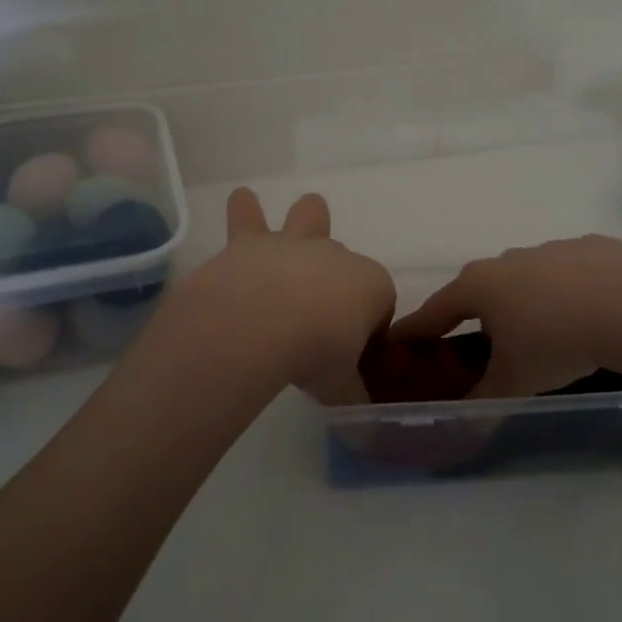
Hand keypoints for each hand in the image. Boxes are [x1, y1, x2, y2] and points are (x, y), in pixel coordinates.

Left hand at [153, 188, 393, 398]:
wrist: (261, 323)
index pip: (380, 304)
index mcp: (372, 285)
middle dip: (339, 272)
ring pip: (308, 216)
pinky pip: (248, 217)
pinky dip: (245, 212)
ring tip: (303, 220)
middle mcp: (336, 256)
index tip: (354, 355)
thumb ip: (350, 394)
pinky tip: (241, 200)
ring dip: (305, 218)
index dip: (370, 329)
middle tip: (323, 304)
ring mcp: (294, 245)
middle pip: (346, 257)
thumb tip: (361, 422)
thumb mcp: (341, 386)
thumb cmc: (316, 353)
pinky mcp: (250, 244)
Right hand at [390, 235, 621, 398]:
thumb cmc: (557, 342)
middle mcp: (508, 260)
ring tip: (544, 333)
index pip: (435, 309)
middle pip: (480, 289)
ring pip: (526, 278)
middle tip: (482, 343)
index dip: (416, 329)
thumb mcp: (515, 380)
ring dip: (525, 301)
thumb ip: (484, 397)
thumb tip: (465, 416)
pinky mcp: (591, 247)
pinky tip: (587, 314)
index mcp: (479, 286)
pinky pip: (567, 273)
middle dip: (476, 314)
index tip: (398, 339)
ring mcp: (550, 249)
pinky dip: (567, 292)